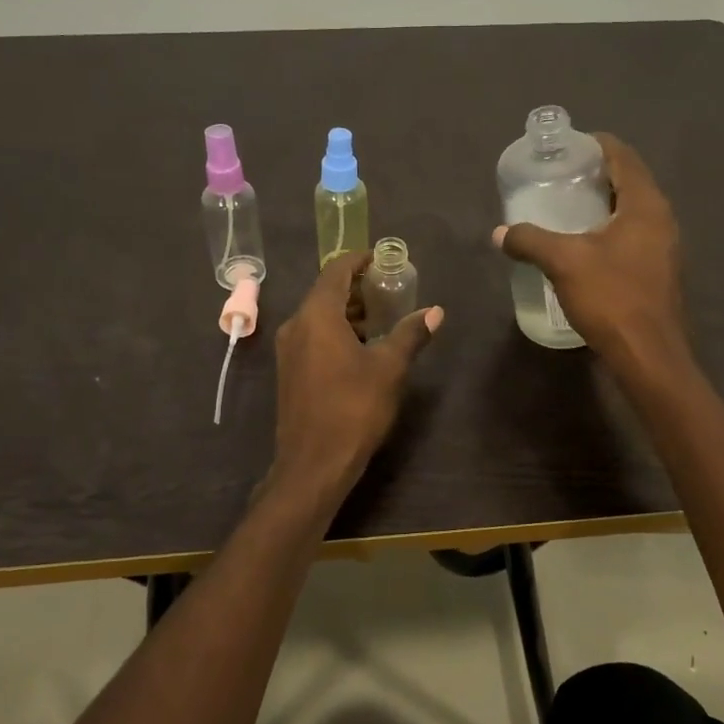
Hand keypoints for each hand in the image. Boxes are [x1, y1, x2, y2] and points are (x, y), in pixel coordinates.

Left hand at [267, 252, 443, 506]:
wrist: (313, 463)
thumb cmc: (353, 408)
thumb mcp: (390, 368)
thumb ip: (410, 334)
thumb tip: (435, 312)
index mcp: (317, 315)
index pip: (336, 270)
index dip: (360, 260)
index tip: (384, 259)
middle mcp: (296, 325)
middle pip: (326, 292)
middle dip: (357, 287)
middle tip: (390, 289)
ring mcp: (288, 350)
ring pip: (319, 316)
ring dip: (348, 311)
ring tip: (381, 317)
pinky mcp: (290, 371)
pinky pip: (313, 336)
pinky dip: (336, 331)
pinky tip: (361, 347)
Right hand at [494, 134, 686, 373]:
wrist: (648, 355)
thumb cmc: (611, 298)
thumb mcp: (563, 262)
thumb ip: (529, 240)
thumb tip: (500, 233)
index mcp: (644, 204)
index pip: (623, 156)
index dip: (596, 145)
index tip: (567, 146)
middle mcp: (661, 218)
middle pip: (629, 180)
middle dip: (596, 173)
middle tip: (560, 174)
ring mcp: (663, 246)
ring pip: (631, 209)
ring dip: (602, 202)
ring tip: (566, 205)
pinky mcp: (657, 269)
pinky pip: (632, 233)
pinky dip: (608, 226)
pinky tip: (583, 242)